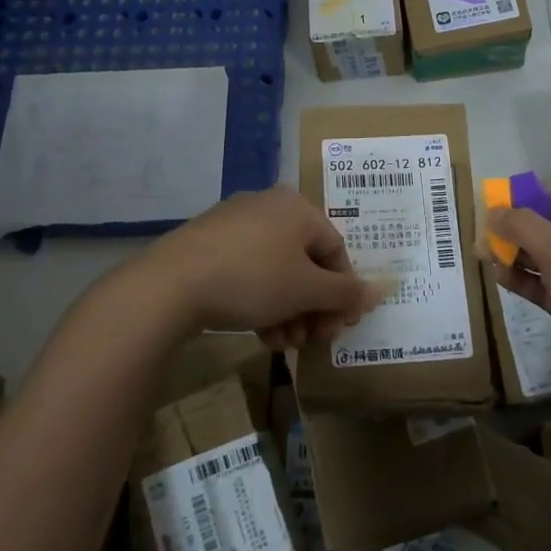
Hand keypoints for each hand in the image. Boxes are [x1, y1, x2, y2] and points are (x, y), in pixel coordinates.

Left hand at [140, 187, 378, 348]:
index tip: (339, 328)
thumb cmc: (252, 278)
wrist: (170, 285)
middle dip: (313, 307)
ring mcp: (234, 224)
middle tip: (311, 341)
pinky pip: (249, 272)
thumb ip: (345, 293)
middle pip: (306, 262)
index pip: (336, 249)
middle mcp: (268, 207)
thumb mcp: (306, 290)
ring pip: (277, 271)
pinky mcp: (209, 245)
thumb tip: (379, 291)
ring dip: (289, 311)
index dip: (343, 291)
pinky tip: (261, 334)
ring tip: (284, 344)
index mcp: (296, 207)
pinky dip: (261, 302)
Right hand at [485, 183, 550, 410]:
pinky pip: (545, 286)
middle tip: (482, 230)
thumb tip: (493, 211)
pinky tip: (498, 278)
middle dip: (517, 225)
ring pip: (546, 257)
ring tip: (482, 252)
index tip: (495, 201)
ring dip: (516, 253)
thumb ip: (523, 226)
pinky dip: (523, 280)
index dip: (529, 193)